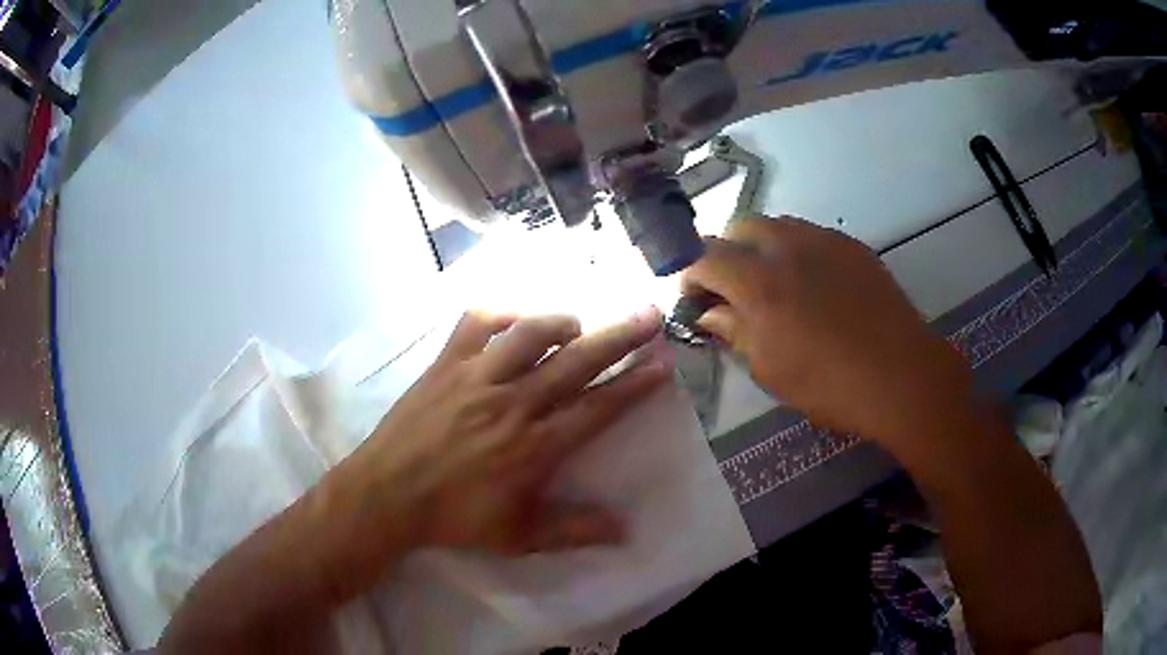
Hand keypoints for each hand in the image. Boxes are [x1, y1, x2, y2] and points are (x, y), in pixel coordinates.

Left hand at [317, 309, 667, 596]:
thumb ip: (574, 532)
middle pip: (577, 361)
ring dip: (563, 322)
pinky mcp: (446, 364)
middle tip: (650, 314)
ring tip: (579, 324)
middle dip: (621, 336)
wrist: (387, 494)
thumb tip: (627, 530)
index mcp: (534, 446)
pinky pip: (476, 322)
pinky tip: (515, 319)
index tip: (663, 363)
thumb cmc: (454, 518)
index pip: (597, 408)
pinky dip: (501, 313)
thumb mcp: (518, 537)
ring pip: (530, 333)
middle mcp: (513, 403)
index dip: (635, 384)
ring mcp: (477, 378)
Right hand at [681, 216, 975, 451]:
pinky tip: (810, 285)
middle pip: (739, 227)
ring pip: (776, 225)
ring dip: (760, 248)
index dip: (691, 275)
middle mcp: (787, 247)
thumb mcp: (770, 369)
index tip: (694, 299)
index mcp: (759, 283)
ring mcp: (823, 240)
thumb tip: (709, 311)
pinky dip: (794, 251)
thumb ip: (734, 331)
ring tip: (772, 285)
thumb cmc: (830, 384)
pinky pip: (809, 235)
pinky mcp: (850, 245)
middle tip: (733, 290)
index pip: (705, 256)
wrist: (901, 375)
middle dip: (726, 253)